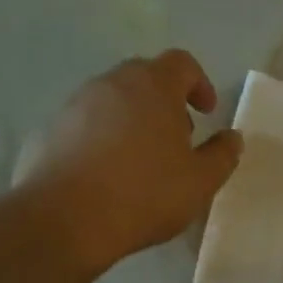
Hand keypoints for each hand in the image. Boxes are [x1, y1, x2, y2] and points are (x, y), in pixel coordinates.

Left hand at [18, 51, 241, 273]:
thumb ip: (222, 155)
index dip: (199, 83)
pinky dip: (103, 137)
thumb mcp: (200, 181)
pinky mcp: (50, 130)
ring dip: (133, 118)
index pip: (181, 63)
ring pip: (113, 99)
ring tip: (142, 158)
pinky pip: (86, 123)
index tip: (207, 112)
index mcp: (153, 85)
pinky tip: (108, 173)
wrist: (64, 219)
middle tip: (177, 136)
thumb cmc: (144, 193)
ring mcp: (76, 104)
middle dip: (166, 100)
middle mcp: (112, 83)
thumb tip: (232, 138)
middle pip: (145, 76)